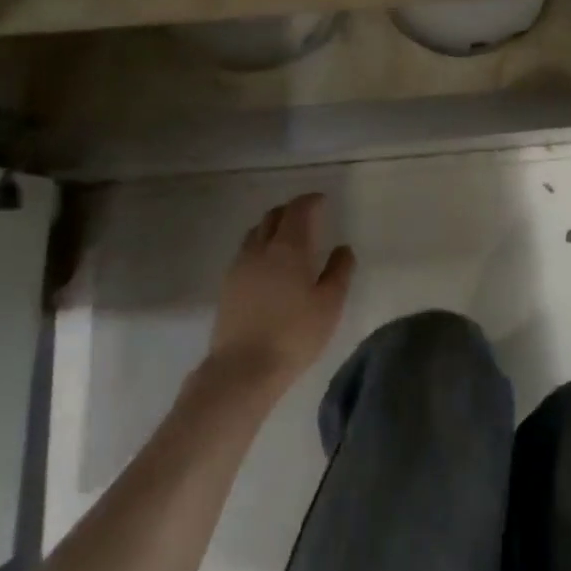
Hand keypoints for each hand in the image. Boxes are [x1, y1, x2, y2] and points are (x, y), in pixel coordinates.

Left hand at [208, 193, 354, 389]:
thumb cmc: (294, 335)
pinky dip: (260, 246)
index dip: (310, 201)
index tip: (322, 201)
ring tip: (287, 239)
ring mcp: (239, 266)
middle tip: (307, 217)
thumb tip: (343, 248)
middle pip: (273, 216)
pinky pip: (245, 252)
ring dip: (272, 227)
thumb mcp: (329, 304)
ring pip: (256, 233)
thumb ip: (339, 271)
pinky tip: (268, 265)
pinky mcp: (227, 286)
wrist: (242, 369)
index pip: (298, 210)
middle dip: (291, 211)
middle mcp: (260, 249)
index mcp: (288, 247)